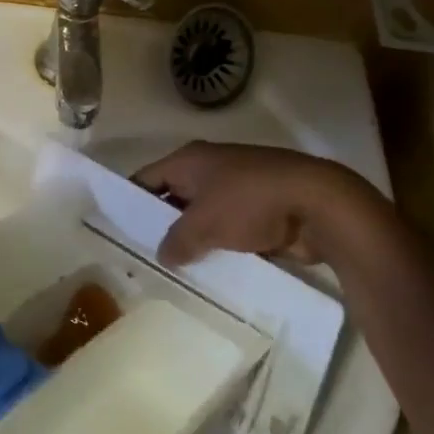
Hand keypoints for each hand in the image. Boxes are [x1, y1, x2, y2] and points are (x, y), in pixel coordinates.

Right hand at [134, 141, 402, 267]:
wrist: (317, 204)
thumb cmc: (250, 202)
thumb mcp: (203, 223)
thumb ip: (176, 240)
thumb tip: (162, 254)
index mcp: (190, 160)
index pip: (147, 178)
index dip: (130, 201)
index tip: (116, 230)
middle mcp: (210, 169)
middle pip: (173, 197)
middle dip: (160, 225)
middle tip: (141, 257)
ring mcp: (237, 189)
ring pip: (202, 217)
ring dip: (192, 240)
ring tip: (172, 271)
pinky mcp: (260, 211)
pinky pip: (228, 231)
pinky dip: (218, 247)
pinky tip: (208, 273)